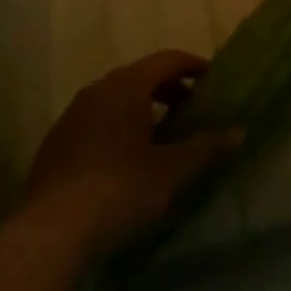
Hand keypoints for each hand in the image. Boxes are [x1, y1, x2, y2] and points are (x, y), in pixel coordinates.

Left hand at [20, 50, 242, 261]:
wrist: (51, 231)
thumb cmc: (120, 190)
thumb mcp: (171, 171)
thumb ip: (205, 147)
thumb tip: (238, 130)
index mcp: (128, 85)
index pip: (167, 60)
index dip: (192, 66)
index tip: (211, 78)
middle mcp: (99, 88)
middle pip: (140, 76)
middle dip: (167, 88)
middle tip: (189, 109)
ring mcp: (73, 113)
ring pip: (115, 98)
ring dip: (140, 108)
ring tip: (158, 135)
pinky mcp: (56, 141)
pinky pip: (94, 120)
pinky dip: (115, 126)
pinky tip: (121, 158)